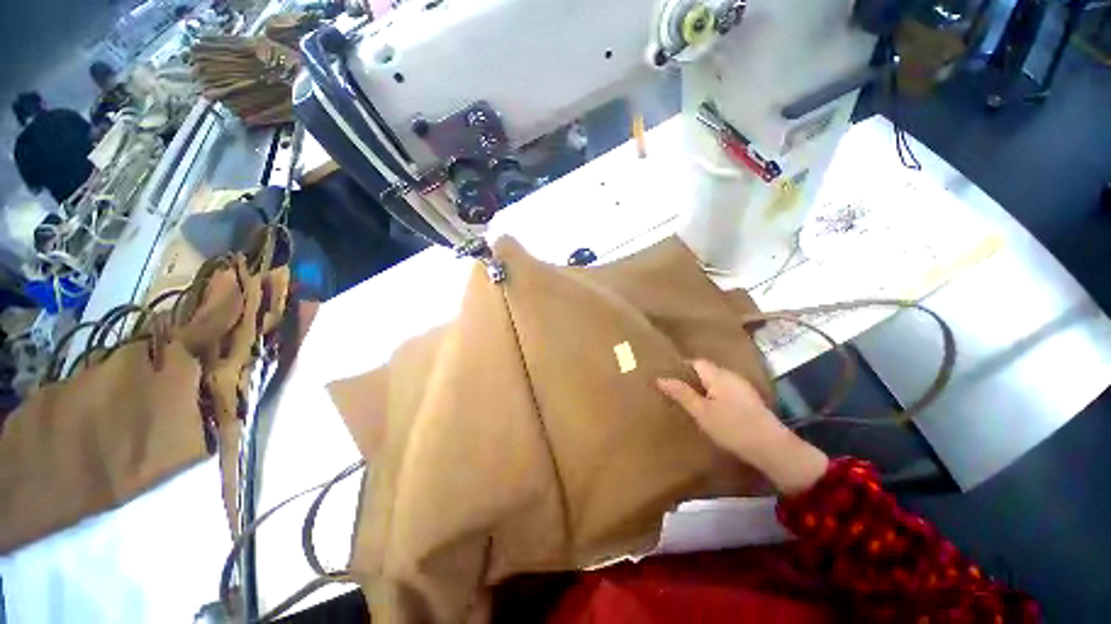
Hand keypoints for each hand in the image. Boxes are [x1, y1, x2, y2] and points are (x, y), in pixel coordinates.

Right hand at [657, 359, 827, 494]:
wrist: (772, 448)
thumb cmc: (731, 427)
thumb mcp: (701, 412)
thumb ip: (681, 393)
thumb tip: (660, 378)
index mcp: (718, 375)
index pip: (696, 362)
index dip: (682, 368)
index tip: (670, 379)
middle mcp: (732, 376)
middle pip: (708, 370)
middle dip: (692, 378)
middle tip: (677, 392)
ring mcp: (744, 388)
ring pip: (718, 381)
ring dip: (705, 388)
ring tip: (692, 401)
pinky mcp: (751, 400)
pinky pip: (727, 391)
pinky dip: (716, 396)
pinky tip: (713, 410)